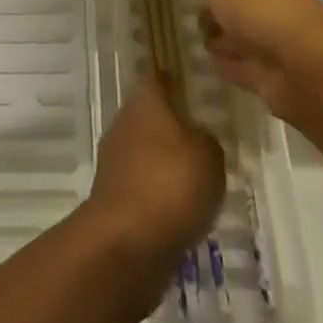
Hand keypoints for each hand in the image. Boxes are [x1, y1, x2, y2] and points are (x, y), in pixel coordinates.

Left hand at [85, 81, 223, 265]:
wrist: (127, 242)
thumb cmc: (171, 182)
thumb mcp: (209, 155)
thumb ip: (207, 140)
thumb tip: (197, 137)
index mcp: (144, 101)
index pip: (158, 80)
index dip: (174, 82)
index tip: (192, 89)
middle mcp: (124, 122)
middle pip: (150, 116)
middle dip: (172, 128)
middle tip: (202, 141)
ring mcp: (115, 160)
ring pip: (145, 152)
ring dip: (165, 164)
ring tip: (197, 182)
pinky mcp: (113, 197)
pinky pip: (142, 187)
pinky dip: (158, 196)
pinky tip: (180, 212)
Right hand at [200, 0, 322, 125]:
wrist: (300, 64)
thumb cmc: (258, 8)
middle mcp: (269, 0)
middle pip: (234, 3)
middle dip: (212, 9)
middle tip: (185, 15)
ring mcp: (271, 38)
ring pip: (236, 34)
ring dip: (218, 37)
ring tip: (191, 39)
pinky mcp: (269, 73)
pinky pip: (239, 65)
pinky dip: (226, 65)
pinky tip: (205, 62)